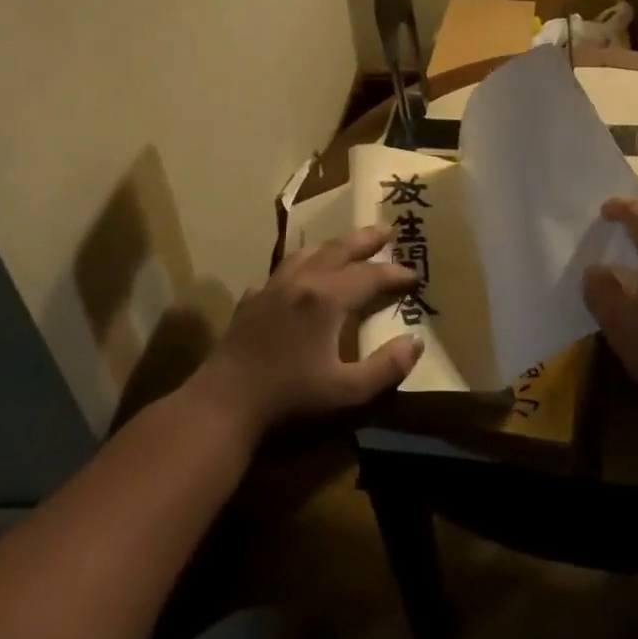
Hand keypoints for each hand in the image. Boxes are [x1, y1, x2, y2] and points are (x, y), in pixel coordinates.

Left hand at [196, 226, 423, 433]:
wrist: (221, 408)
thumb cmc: (288, 401)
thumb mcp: (347, 393)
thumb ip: (386, 368)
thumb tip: (415, 342)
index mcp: (327, 299)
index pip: (370, 276)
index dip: (395, 274)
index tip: (415, 276)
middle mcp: (300, 282)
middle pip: (338, 249)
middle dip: (365, 240)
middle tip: (387, 230)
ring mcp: (271, 289)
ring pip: (306, 253)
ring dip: (332, 246)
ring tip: (346, 245)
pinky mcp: (249, 302)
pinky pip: (279, 272)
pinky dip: (298, 266)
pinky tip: (297, 278)